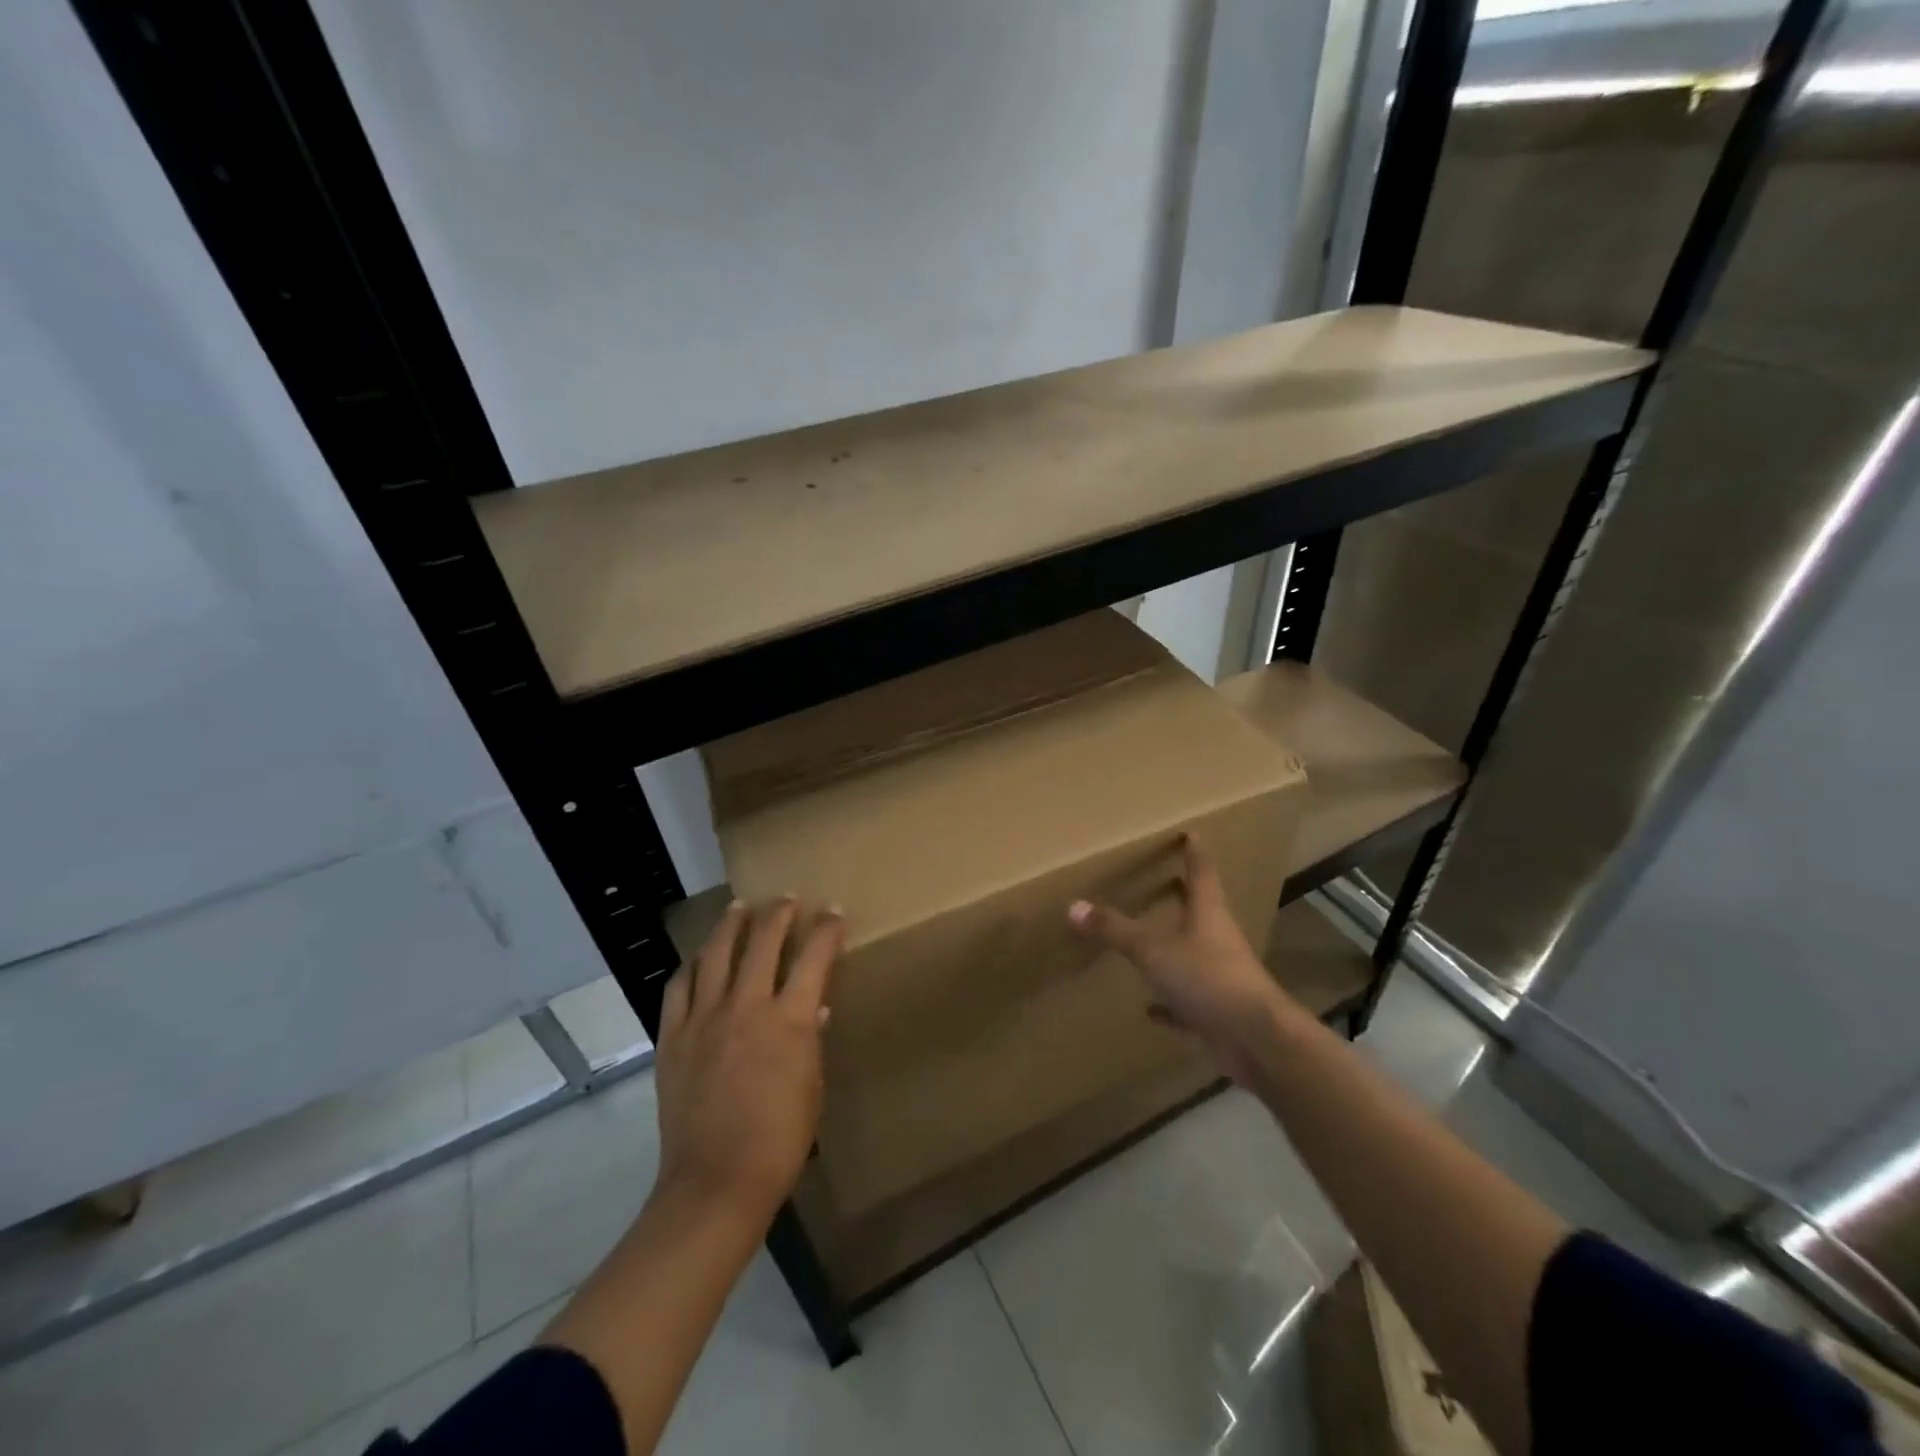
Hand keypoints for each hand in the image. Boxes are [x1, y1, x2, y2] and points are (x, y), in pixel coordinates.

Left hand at [653, 898, 843, 1227]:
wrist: (716, 1182)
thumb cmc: (780, 1139)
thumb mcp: (812, 1086)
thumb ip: (811, 1039)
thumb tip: (813, 1009)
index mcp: (789, 1019)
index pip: (813, 957)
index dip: (826, 929)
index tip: (833, 912)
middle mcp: (746, 1006)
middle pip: (763, 942)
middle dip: (779, 913)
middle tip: (787, 899)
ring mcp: (704, 1019)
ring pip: (716, 954)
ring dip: (731, 925)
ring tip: (739, 907)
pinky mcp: (673, 1037)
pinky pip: (679, 987)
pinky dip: (691, 966)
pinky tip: (697, 958)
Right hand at [1068, 835, 1294, 1084]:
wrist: (1256, 1040)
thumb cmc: (1207, 978)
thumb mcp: (1152, 950)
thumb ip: (1115, 929)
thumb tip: (1074, 906)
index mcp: (1208, 914)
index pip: (1201, 873)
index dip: (1194, 853)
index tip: (1191, 833)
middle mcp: (1217, 940)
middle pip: (1200, 911)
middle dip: (1184, 896)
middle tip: (1168, 880)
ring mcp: (1220, 977)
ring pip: (1194, 955)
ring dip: (1175, 948)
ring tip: (1153, 939)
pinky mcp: (1217, 1012)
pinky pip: (1187, 1001)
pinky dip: (1169, 1003)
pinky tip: (1150, 1009)